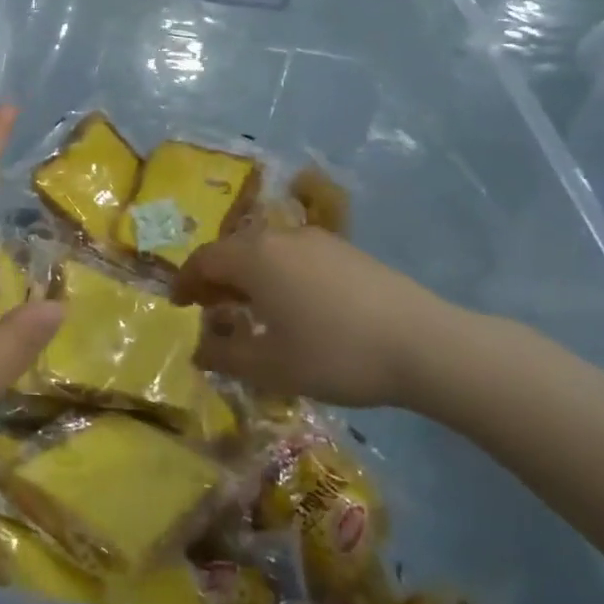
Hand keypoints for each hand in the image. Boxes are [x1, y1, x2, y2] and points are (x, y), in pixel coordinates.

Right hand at [173, 224, 474, 410]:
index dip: (185, 281)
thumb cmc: (334, 354)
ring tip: (252, 310)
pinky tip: (296, 307)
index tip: (178, 304)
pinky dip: (279, 275)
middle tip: (210, 308)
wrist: (425, 344)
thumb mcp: (270, 366)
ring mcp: (318, 240)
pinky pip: (296, 256)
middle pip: (234, 250)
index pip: (203, 259)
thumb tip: (198, 350)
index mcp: (254, 257)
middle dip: (216, 277)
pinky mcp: (347, 251)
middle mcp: (280, 237)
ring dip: (249, 276)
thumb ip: (224, 356)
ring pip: (267, 251)